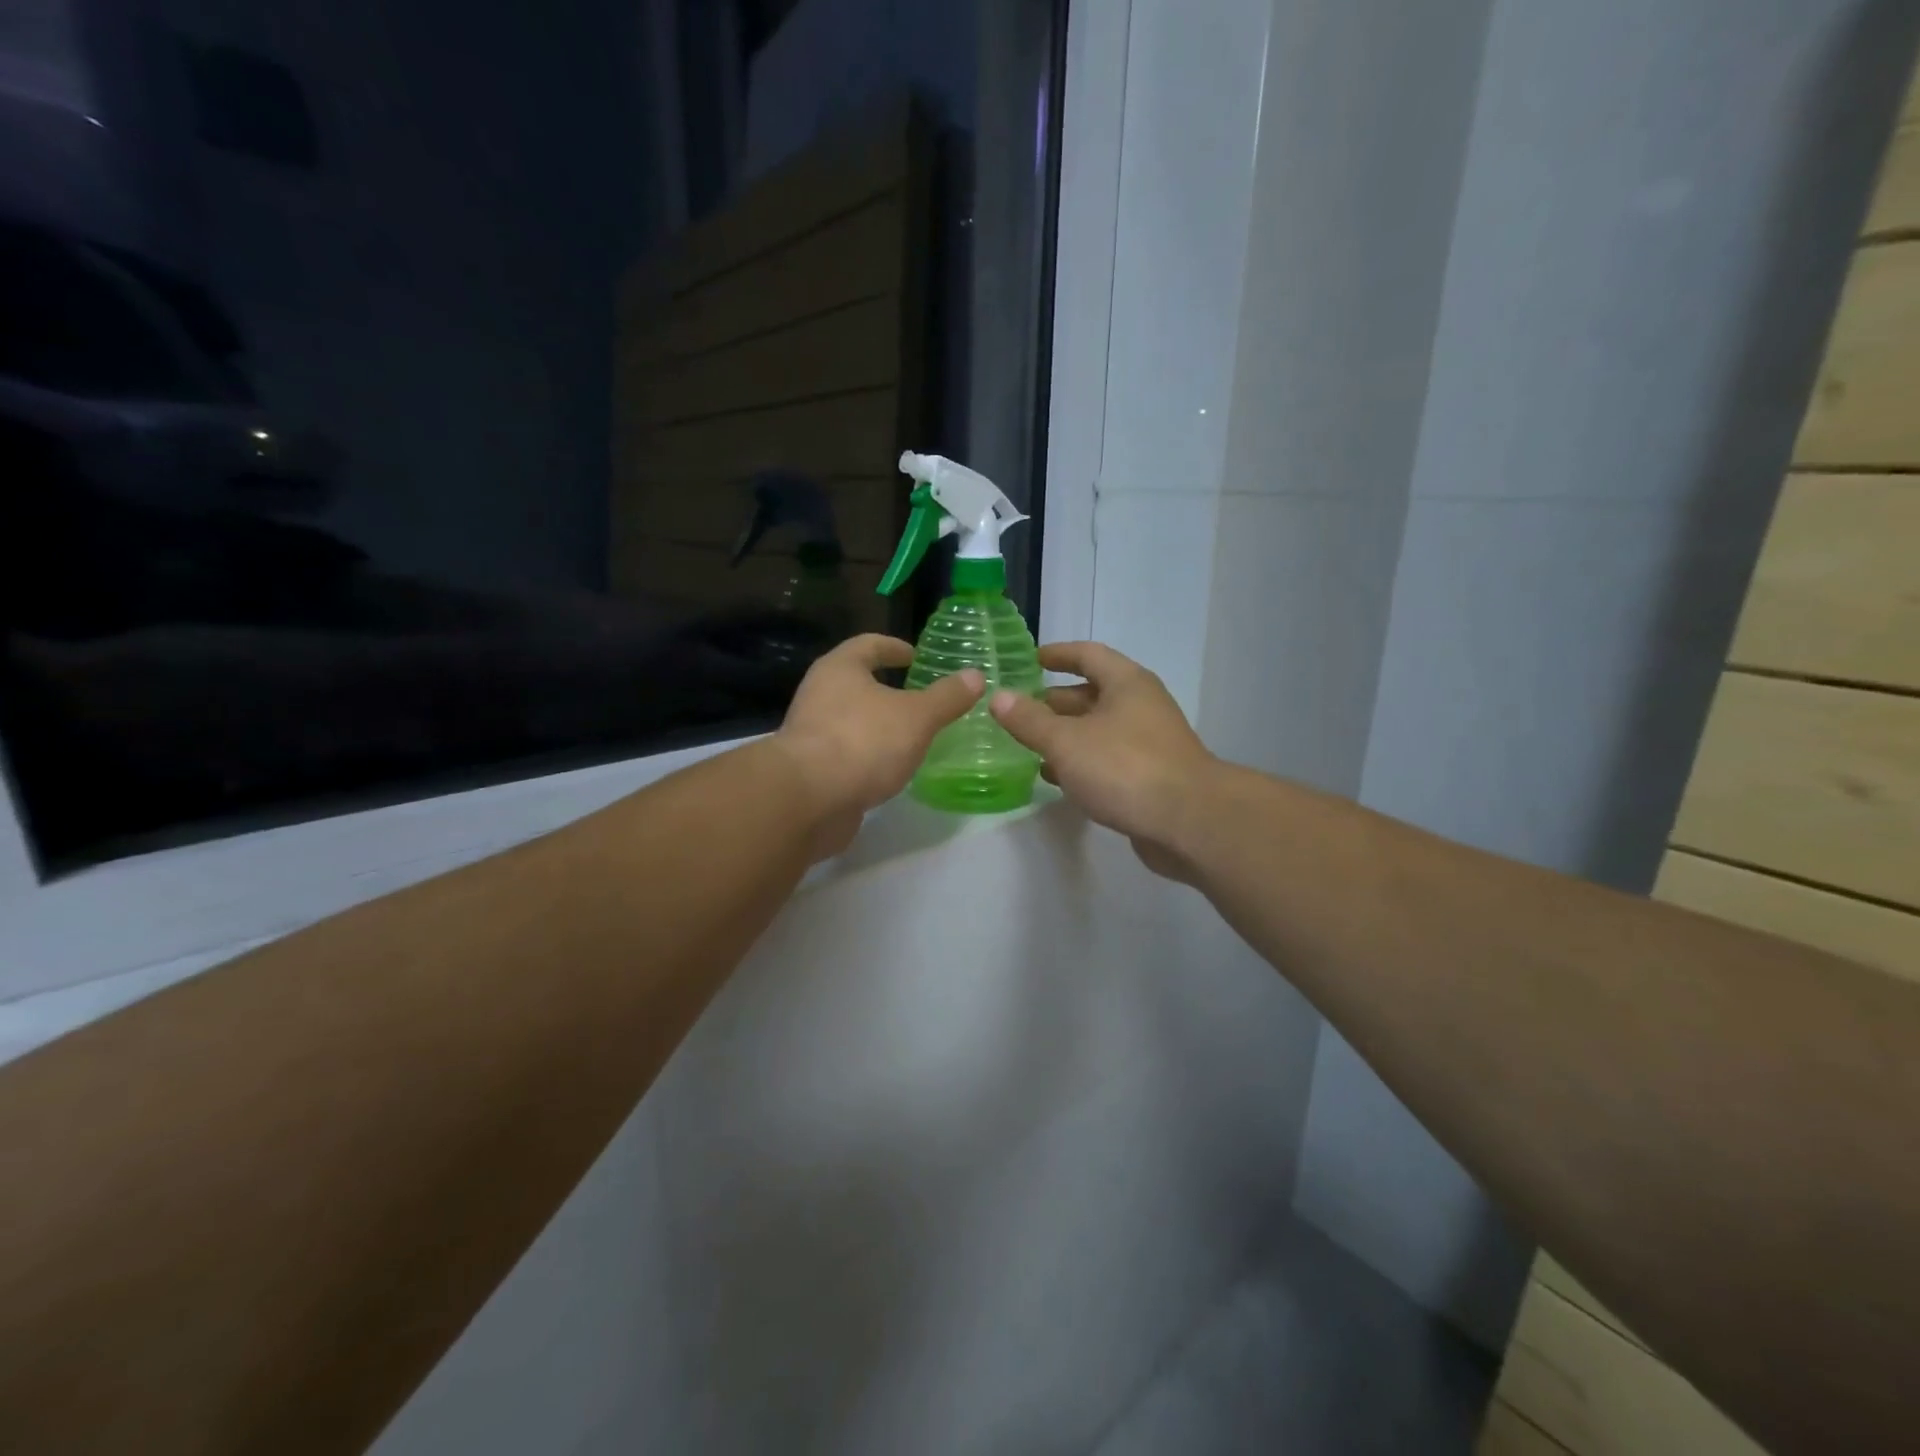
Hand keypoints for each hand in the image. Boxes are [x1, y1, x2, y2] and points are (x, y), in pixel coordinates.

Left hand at [773, 634, 982, 856]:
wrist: (809, 799)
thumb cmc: (864, 742)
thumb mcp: (917, 717)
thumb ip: (947, 697)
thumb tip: (975, 676)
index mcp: (840, 669)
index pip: (869, 645)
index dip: (894, 647)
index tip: (915, 656)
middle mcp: (819, 694)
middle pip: (855, 682)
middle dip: (886, 689)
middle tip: (919, 698)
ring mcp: (810, 733)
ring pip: (850, 720)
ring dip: (877, 725)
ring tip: (910, 736)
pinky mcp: (810, 769)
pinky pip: (846, 753)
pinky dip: (867, 756)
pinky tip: (889, 769)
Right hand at [989, 641, 1217, 878]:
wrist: (1189, 822)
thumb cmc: (1125, 768)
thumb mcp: (1066, 741)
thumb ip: (1029, 720)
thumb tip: (998, 696)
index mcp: (1126, 683)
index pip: (1088, 655)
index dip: (1058, 654)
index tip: (1030, 660)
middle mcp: (1140, 706)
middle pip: (1092, 694)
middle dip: (1054, 701)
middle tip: (1018, 711)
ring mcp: (1148, 743)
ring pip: (1098, 730)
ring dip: (1065, 735)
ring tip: (1027, 746)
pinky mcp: (1149, 777)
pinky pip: (1107, 760)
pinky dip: (1080, 762)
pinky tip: (1055, 778)